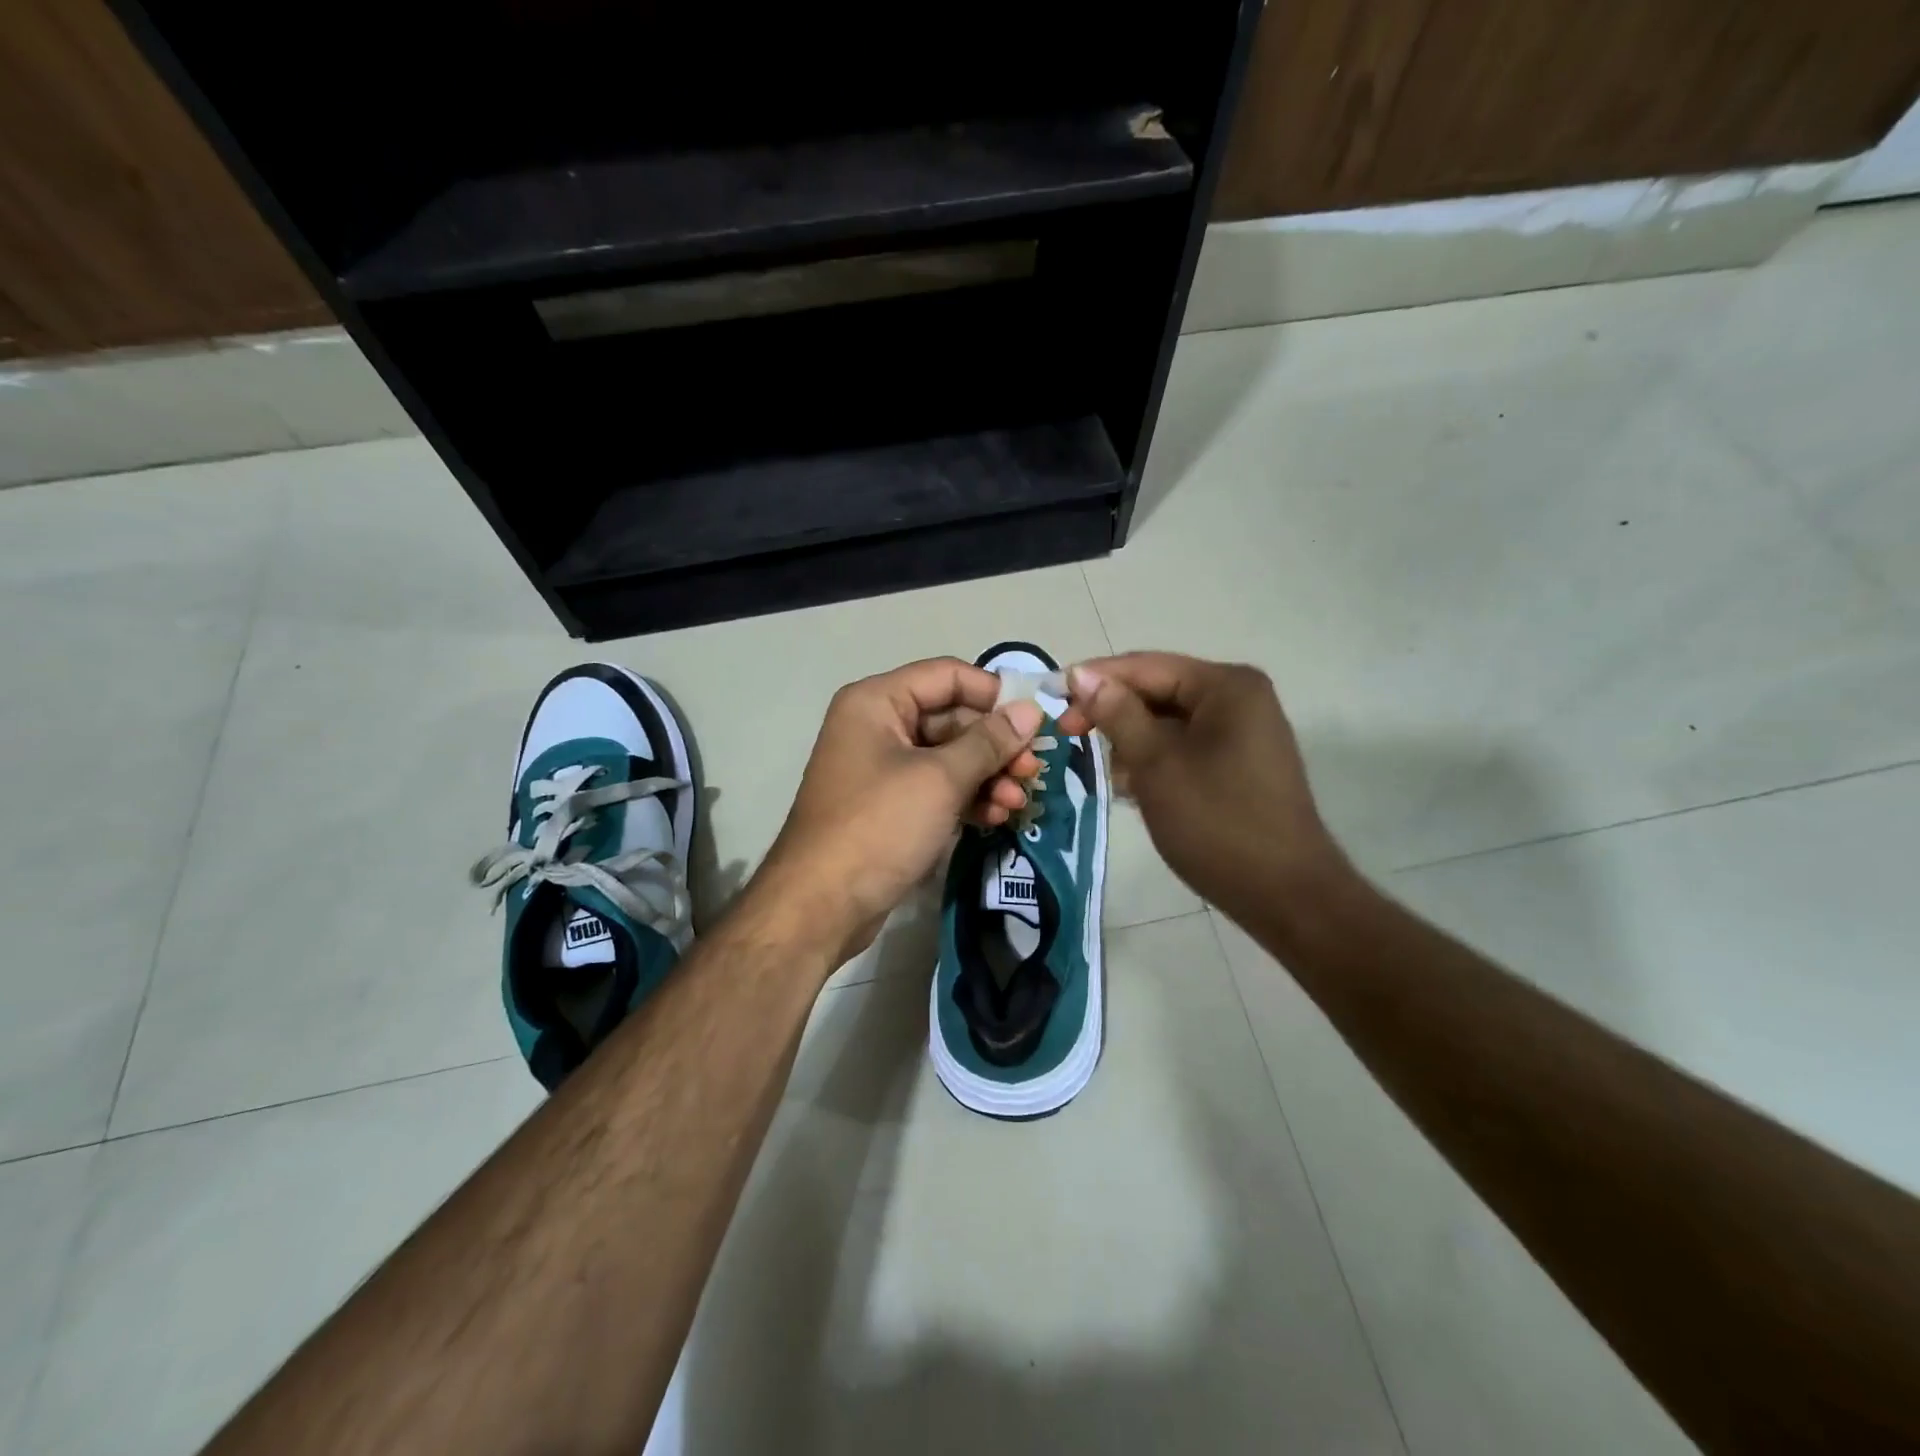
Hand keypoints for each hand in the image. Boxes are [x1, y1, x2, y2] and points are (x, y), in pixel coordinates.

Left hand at [750, 658, 1045, 964]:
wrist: (821, 905)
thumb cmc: (879, 826)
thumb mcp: (940, 779)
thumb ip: (989, 742)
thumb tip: (1031, 711)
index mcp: (877, 702)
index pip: (947, 675)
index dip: (994, 693)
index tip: (1036, 720)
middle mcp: (877, 726)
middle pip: (952, 718)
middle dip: (996, 745)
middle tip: (1034, 770)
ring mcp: (883, 768)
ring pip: (949, 757)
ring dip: (988, 776)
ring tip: (1019, 802)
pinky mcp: (891, 806)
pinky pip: (938, 788)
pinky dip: (968, 798)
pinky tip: (997, 817)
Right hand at [1057, 653, 1352, 924]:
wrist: (1284, 894)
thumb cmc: (1215, 823)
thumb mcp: (1156, 764)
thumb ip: (1117, 713)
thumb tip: (1082, 674)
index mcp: (1226, 686)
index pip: (1145, 666)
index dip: (1094, 680)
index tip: (1050, 698)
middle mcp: (1240, 697)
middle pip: (1158, 691)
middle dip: (1114, 715)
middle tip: (1068, 736)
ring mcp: (1244, 731)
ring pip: (1168, 722)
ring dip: (1134, 743)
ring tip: (1114, 779)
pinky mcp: (1241, 763)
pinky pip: (1186, 746)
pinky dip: (1157, 761)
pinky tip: (1137, 790)